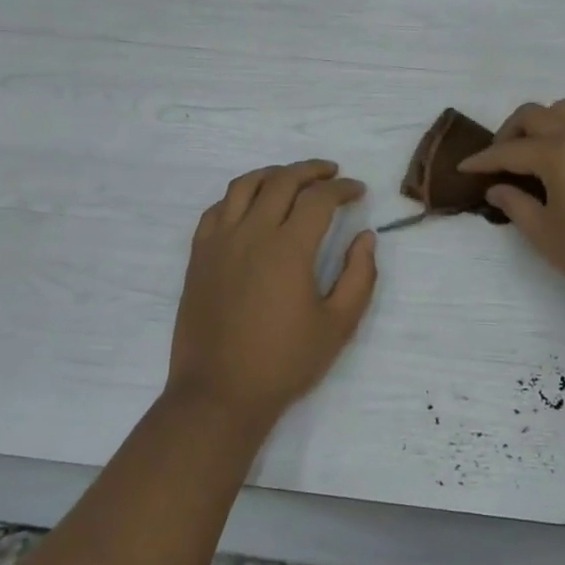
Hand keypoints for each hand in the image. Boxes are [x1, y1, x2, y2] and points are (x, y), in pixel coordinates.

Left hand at [166, 160, 377, 426]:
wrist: (218, 394)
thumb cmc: (284, 362)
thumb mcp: (338, 325)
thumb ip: (360, 276)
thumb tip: (365, 237)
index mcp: (288, 248)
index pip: (319, 199)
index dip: (343, 189)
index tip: (358, 191)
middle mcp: (251, 233)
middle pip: (282, 181)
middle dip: (312, 170)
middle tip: (332, 174)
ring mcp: (219, 242)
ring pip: (244, 185)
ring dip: (274, 174)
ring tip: (292, 178)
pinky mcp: (199, 256)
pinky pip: (217, 209)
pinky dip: (239, 196)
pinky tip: (251, 206)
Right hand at [458, 101, 564, 312]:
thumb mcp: (545, 234)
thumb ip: (516, 205)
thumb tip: (497, 187)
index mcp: (557, 152)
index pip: (508, 150)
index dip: (482, 160)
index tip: (464, 168)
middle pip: (534, 114)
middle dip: (509, 133)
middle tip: (500, 161)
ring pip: (564, 110)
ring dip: (541, 124)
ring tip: (533, 155)